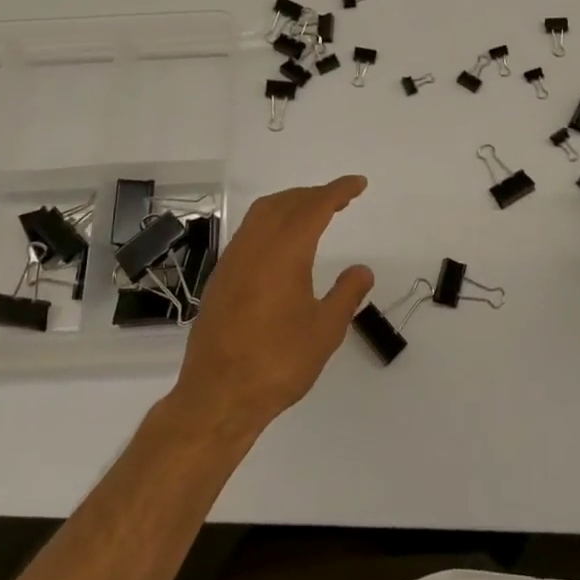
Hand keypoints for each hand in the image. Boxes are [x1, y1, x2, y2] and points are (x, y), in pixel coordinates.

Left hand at [171, 177, 373, 437]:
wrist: (217, 396)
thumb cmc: (277, 362)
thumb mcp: (325, 331)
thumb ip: (346, 294)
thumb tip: (362, 270)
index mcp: (285, 251)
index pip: (315, 206)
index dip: (338, 191)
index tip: (358, 183)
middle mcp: (255, 246)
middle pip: (286, 202)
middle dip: (314, 194)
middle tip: (340, 199)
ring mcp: (233, 260)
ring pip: (262, 213)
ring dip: (290, 204)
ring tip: (313, 214)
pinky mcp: (221, 277)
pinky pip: (249, 232)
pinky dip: (271, 222)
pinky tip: (282, 244)